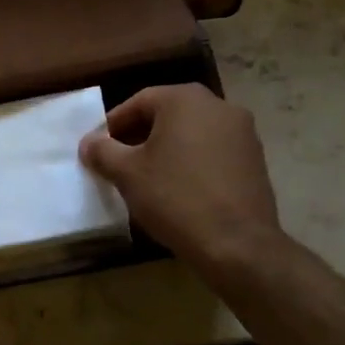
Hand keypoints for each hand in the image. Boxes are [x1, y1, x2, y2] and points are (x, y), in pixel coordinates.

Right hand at [78, 84, 287, 281]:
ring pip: (192, 133)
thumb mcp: (127, 174)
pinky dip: (192, 162)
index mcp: (185, 99)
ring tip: (148, 177)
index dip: (114, 124)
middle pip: (168, 114)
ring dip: (167, 149)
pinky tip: (179, 189)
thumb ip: (103, 151)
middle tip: (120, 162)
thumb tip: (89, 143)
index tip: (99, 148)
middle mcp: (218, 106)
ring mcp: (243, 132)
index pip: (139, 102)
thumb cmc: (175, 197)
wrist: (237, 244)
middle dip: (140, 135)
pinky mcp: (255, 160)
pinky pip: (213, 152)